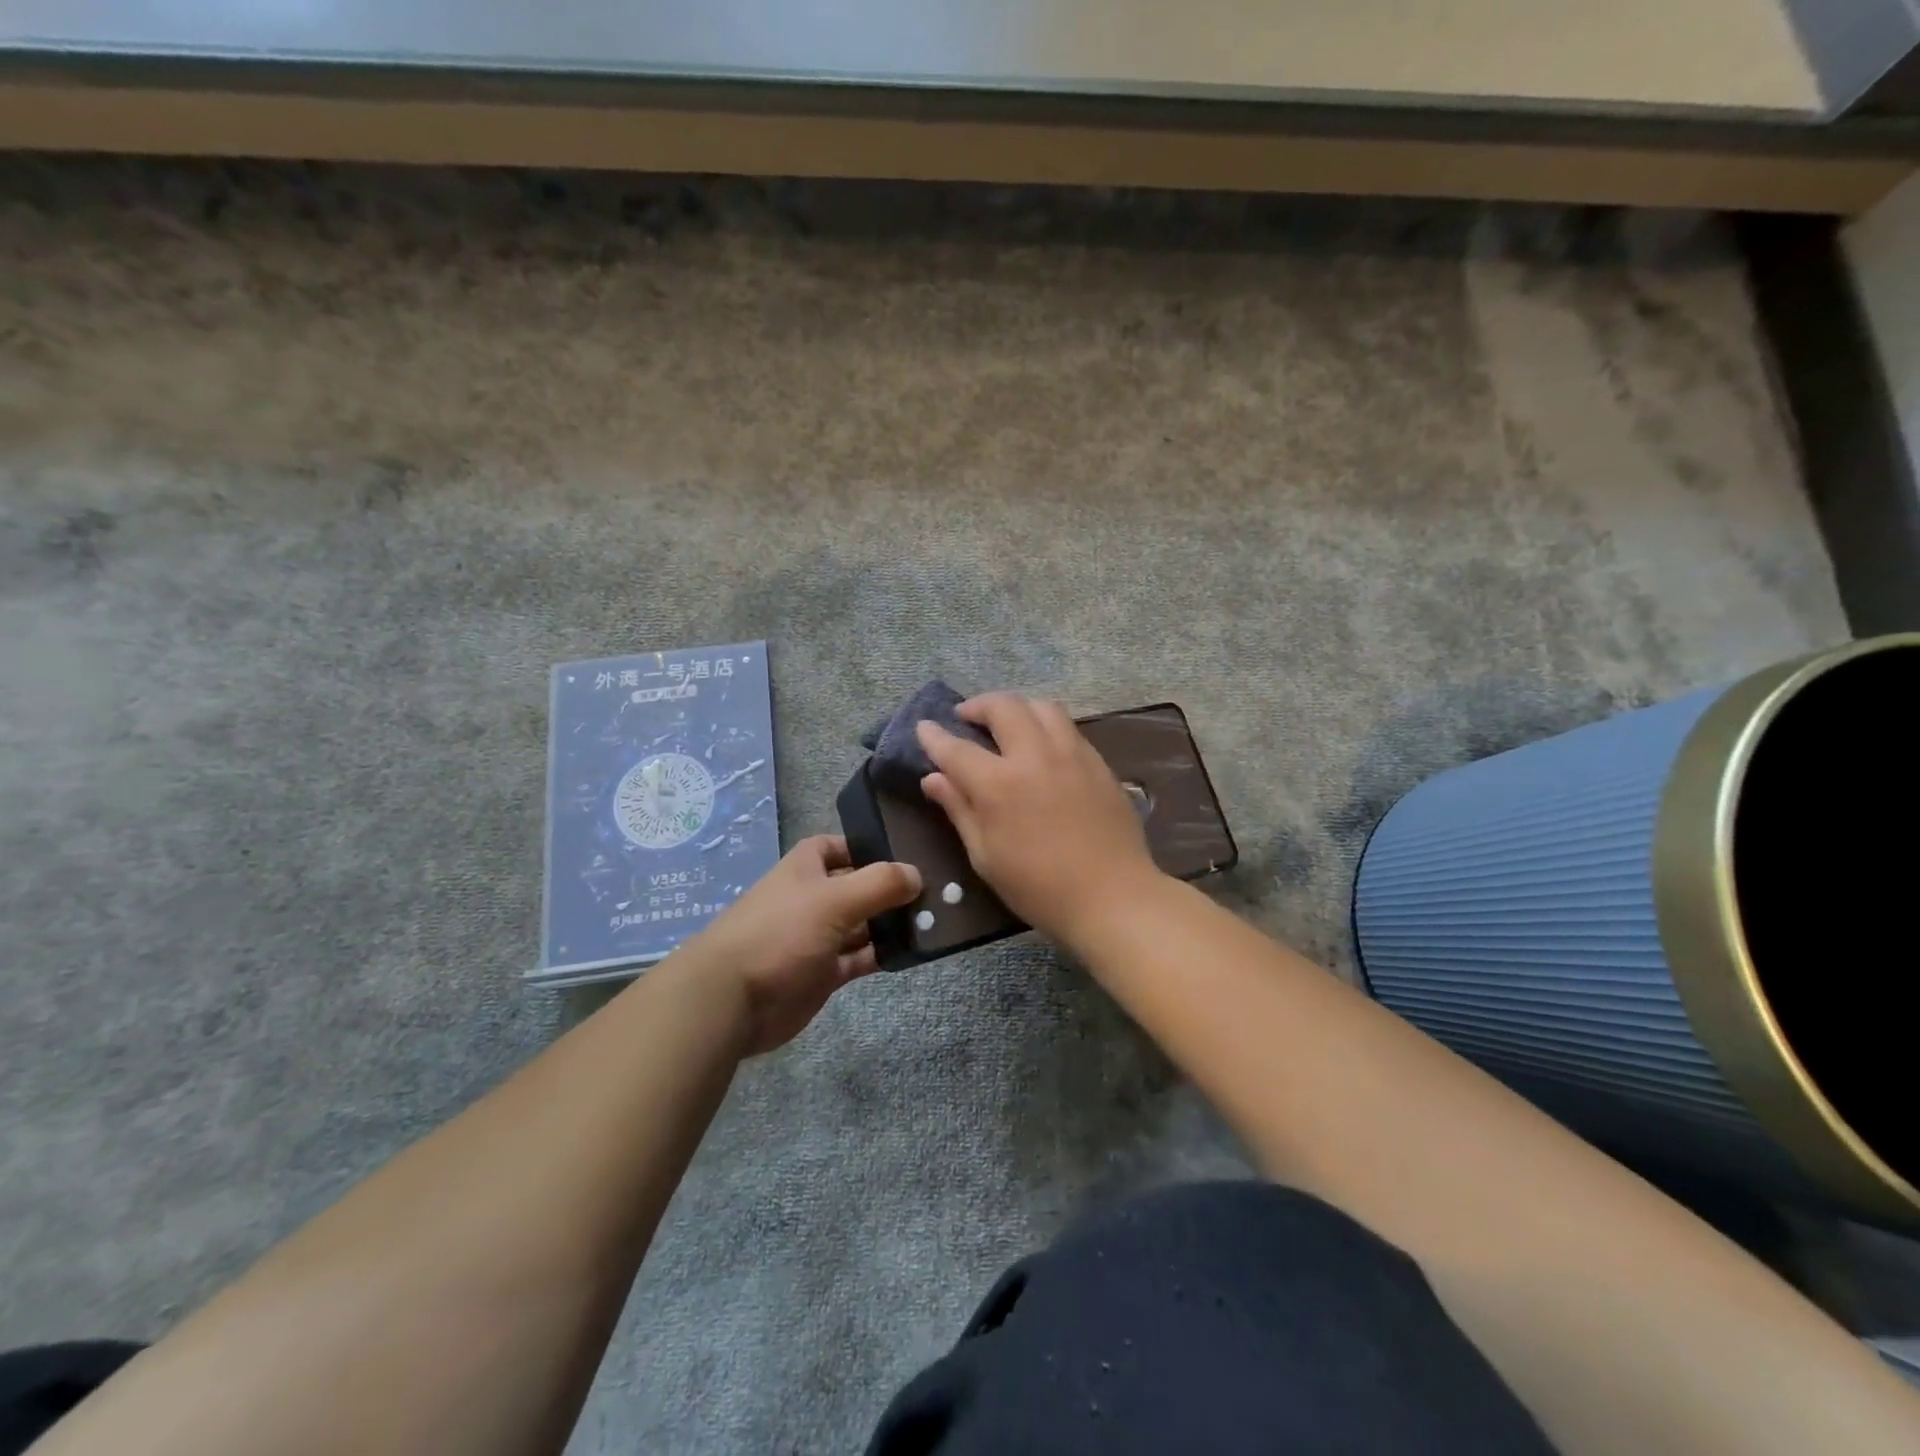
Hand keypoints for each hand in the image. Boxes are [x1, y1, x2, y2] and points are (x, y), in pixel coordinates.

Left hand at [690, 836, 920, 1055]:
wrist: (733, 1001)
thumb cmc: (781, 933)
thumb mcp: (834, 899)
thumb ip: (879, 884)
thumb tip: (917, 874)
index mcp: (805, 869)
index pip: (837, 846)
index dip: (866, 845)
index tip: (905, 851)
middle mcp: (812, 899)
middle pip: (857, 886)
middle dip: (890, 887)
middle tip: (937, 888)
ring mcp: (817, 938)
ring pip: (862, 924)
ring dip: (891, 922)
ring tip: (936, 919)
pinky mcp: (823, 974)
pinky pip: (860, 958)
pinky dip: (883, 954)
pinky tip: (913, 951)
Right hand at [917, 693, 1162, 945]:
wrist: (1112, 897)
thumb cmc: (1039, 888)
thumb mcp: (986, 856)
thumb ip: (959, 810)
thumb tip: (933, 779)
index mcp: (999, 784)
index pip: (956, 748)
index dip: (934, 736)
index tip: (924, 728)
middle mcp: (1034, 756)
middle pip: (1003, 707)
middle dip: (978, 705)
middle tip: (966, 717)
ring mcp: (1071, 754)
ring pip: (1041, 706)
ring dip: (1017, 707)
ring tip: (1007, 723)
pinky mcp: (1098, 762)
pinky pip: (1068, 727)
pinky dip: (1046, 725)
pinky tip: (1042, 746)